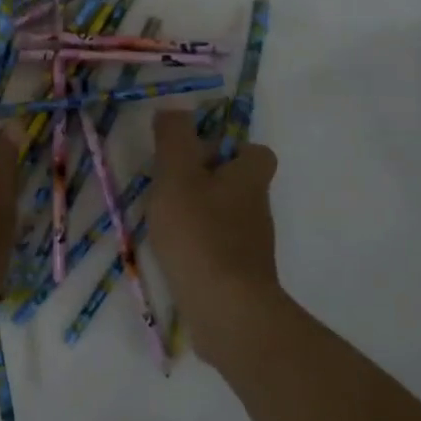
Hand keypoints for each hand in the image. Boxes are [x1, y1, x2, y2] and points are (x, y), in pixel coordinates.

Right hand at [147, 108, 285, 370]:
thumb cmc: (200, 233)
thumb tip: (173, 109)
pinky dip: (197, 247)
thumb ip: (174, 137)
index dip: (228, 148)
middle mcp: (257, 208)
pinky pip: (217, 249)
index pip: (255, 152)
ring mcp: (251, 246)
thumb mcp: (177, 175)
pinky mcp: (240, 276)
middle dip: (205, 182)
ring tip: (163, 222)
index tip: (194, 155)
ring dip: (198, 215)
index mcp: (250, 178)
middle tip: (168, 187)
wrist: (227, 310)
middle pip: (237, 184)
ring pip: (225, 217)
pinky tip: (172, 255)